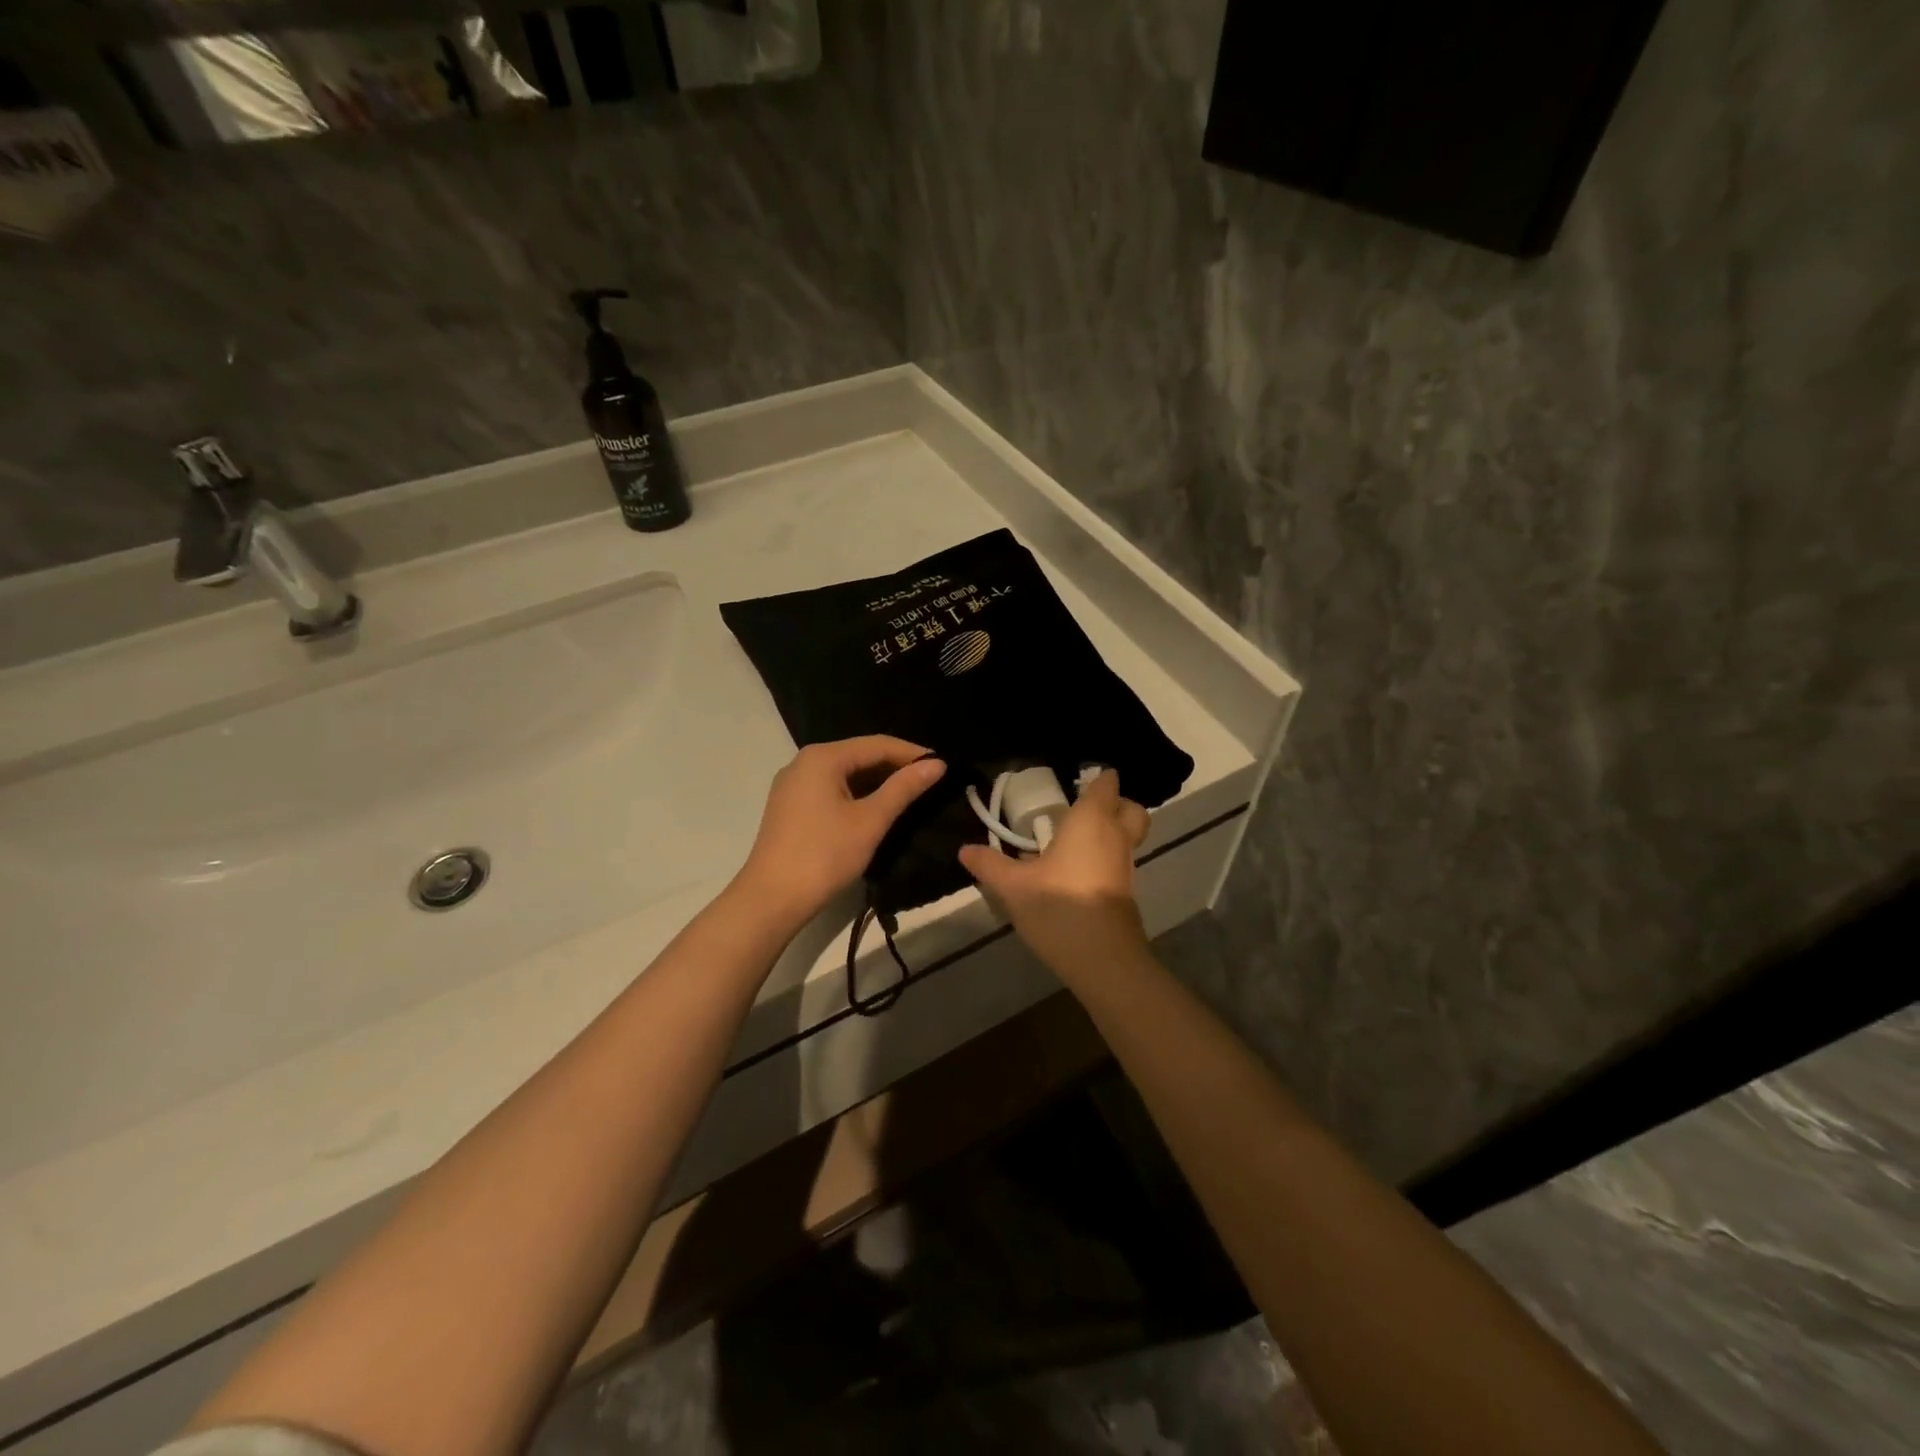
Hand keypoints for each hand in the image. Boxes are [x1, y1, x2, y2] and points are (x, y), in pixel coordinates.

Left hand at [732, 736, 945, 931]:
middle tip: (930, 783)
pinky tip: (876, 810)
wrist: (771, 898)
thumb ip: (903, 788)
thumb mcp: (870, 820)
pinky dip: (856, 795)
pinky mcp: (790, 806)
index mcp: (823, 757)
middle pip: (859, 755)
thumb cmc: (824, 855)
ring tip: (910, 796)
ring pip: (845, 774)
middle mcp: (804, 762)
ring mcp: (793, 784)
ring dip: (877, 782)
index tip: (943, 767)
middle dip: (895, 767)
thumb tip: (937, 764)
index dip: (912, 754)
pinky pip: (831, 789)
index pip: (877, 744)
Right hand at [958, 770, 1150, 978]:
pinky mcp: (1126, 892)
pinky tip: (1075, 872)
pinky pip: (1120, 861)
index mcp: (1092, 820)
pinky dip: (1106, 857)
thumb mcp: (1013, 887)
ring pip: (1128, 836)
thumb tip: (964, 849)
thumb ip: (989, 864)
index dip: (1097, 777)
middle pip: (1130, 808)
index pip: (1106, 784)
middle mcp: (1116, 836)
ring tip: (1072, 841)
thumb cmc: (1060, 908)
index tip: (1075, 779)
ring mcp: (1126, 866)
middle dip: (1115, 803)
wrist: (1103, 959)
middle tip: (1082, 809)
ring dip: (1110, 832)